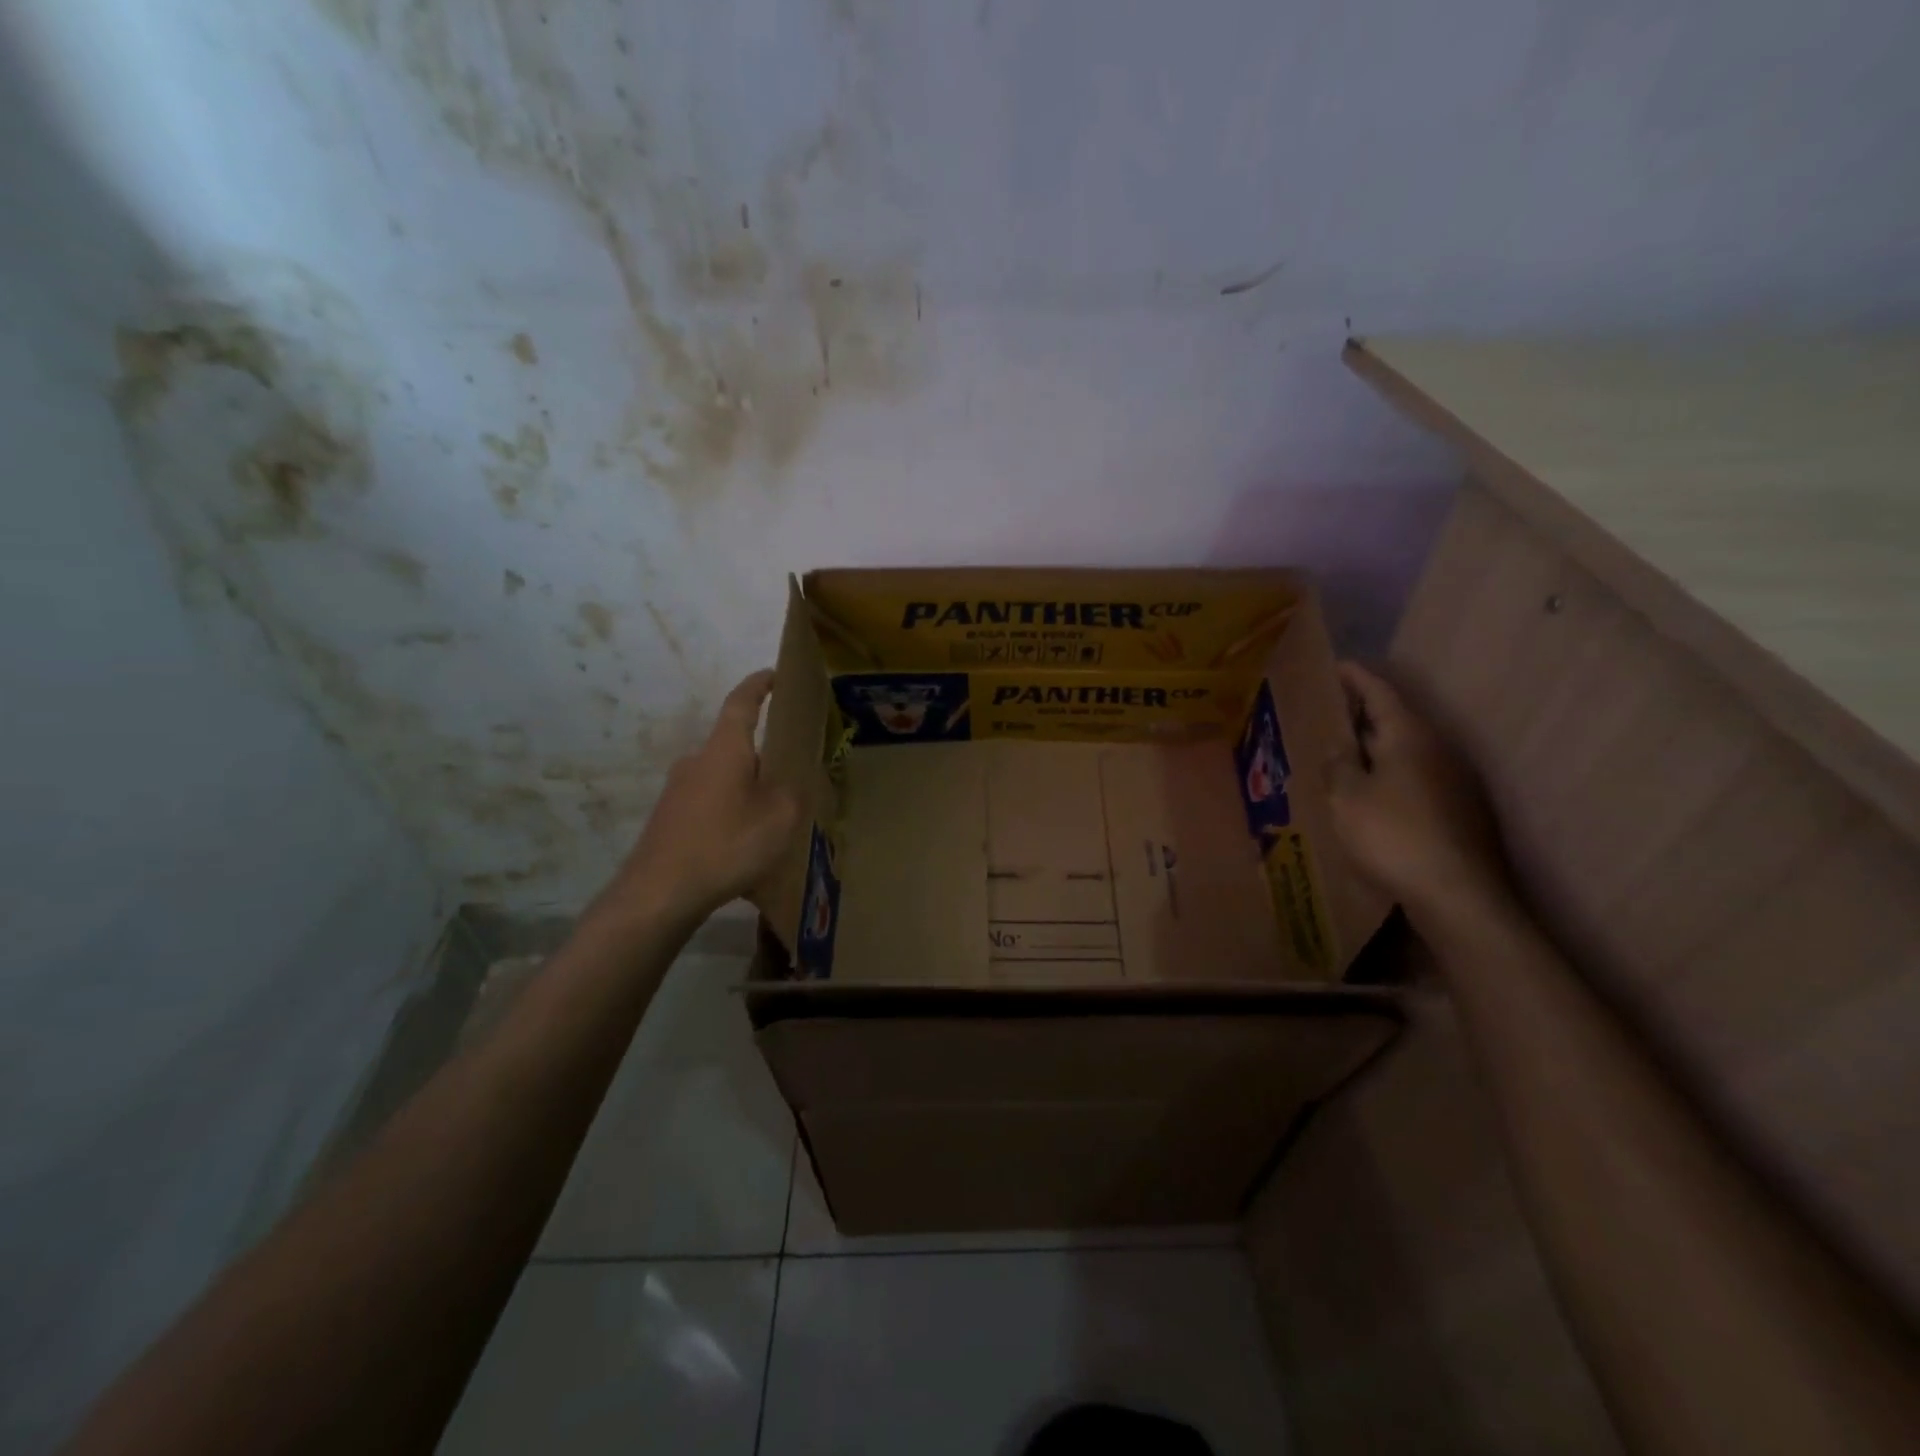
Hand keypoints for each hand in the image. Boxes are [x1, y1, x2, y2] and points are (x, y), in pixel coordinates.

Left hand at [591, 670, 800, 927]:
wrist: (659, 893)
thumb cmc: (726, 844)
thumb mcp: (780, 819)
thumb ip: (794, 793)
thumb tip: (792, 783)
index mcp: (724, 749)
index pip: (742, 702)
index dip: (759, 685)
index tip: (774, 674)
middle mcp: (696, 760)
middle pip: (734, 746)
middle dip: (763, 756)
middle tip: (791, 775)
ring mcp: (677, 790)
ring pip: (723, 778)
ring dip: (746, 789)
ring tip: (772, 818)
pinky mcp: (669, 818)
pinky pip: (709, 803)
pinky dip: (730, 812)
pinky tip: (743, 844)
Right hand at [1325, 662, 1512, 925]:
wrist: (1459, 895)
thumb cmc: (1393, 836)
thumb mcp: (1347, 797)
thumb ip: (1338, 764)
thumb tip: (1338, 745)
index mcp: (1409, 736)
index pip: (1380, 691)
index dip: (1355, 677)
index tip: (1335, 665)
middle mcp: (1438, 749)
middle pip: (1397, 719)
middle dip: (1364, 713)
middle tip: (1329, 711)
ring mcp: (1455, 780)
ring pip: (1408, 750)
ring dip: (1377, 746)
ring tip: (1344, 752)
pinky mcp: (1459, 810)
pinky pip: (1417, 777)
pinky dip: (1391, 773)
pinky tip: (1373, 793)